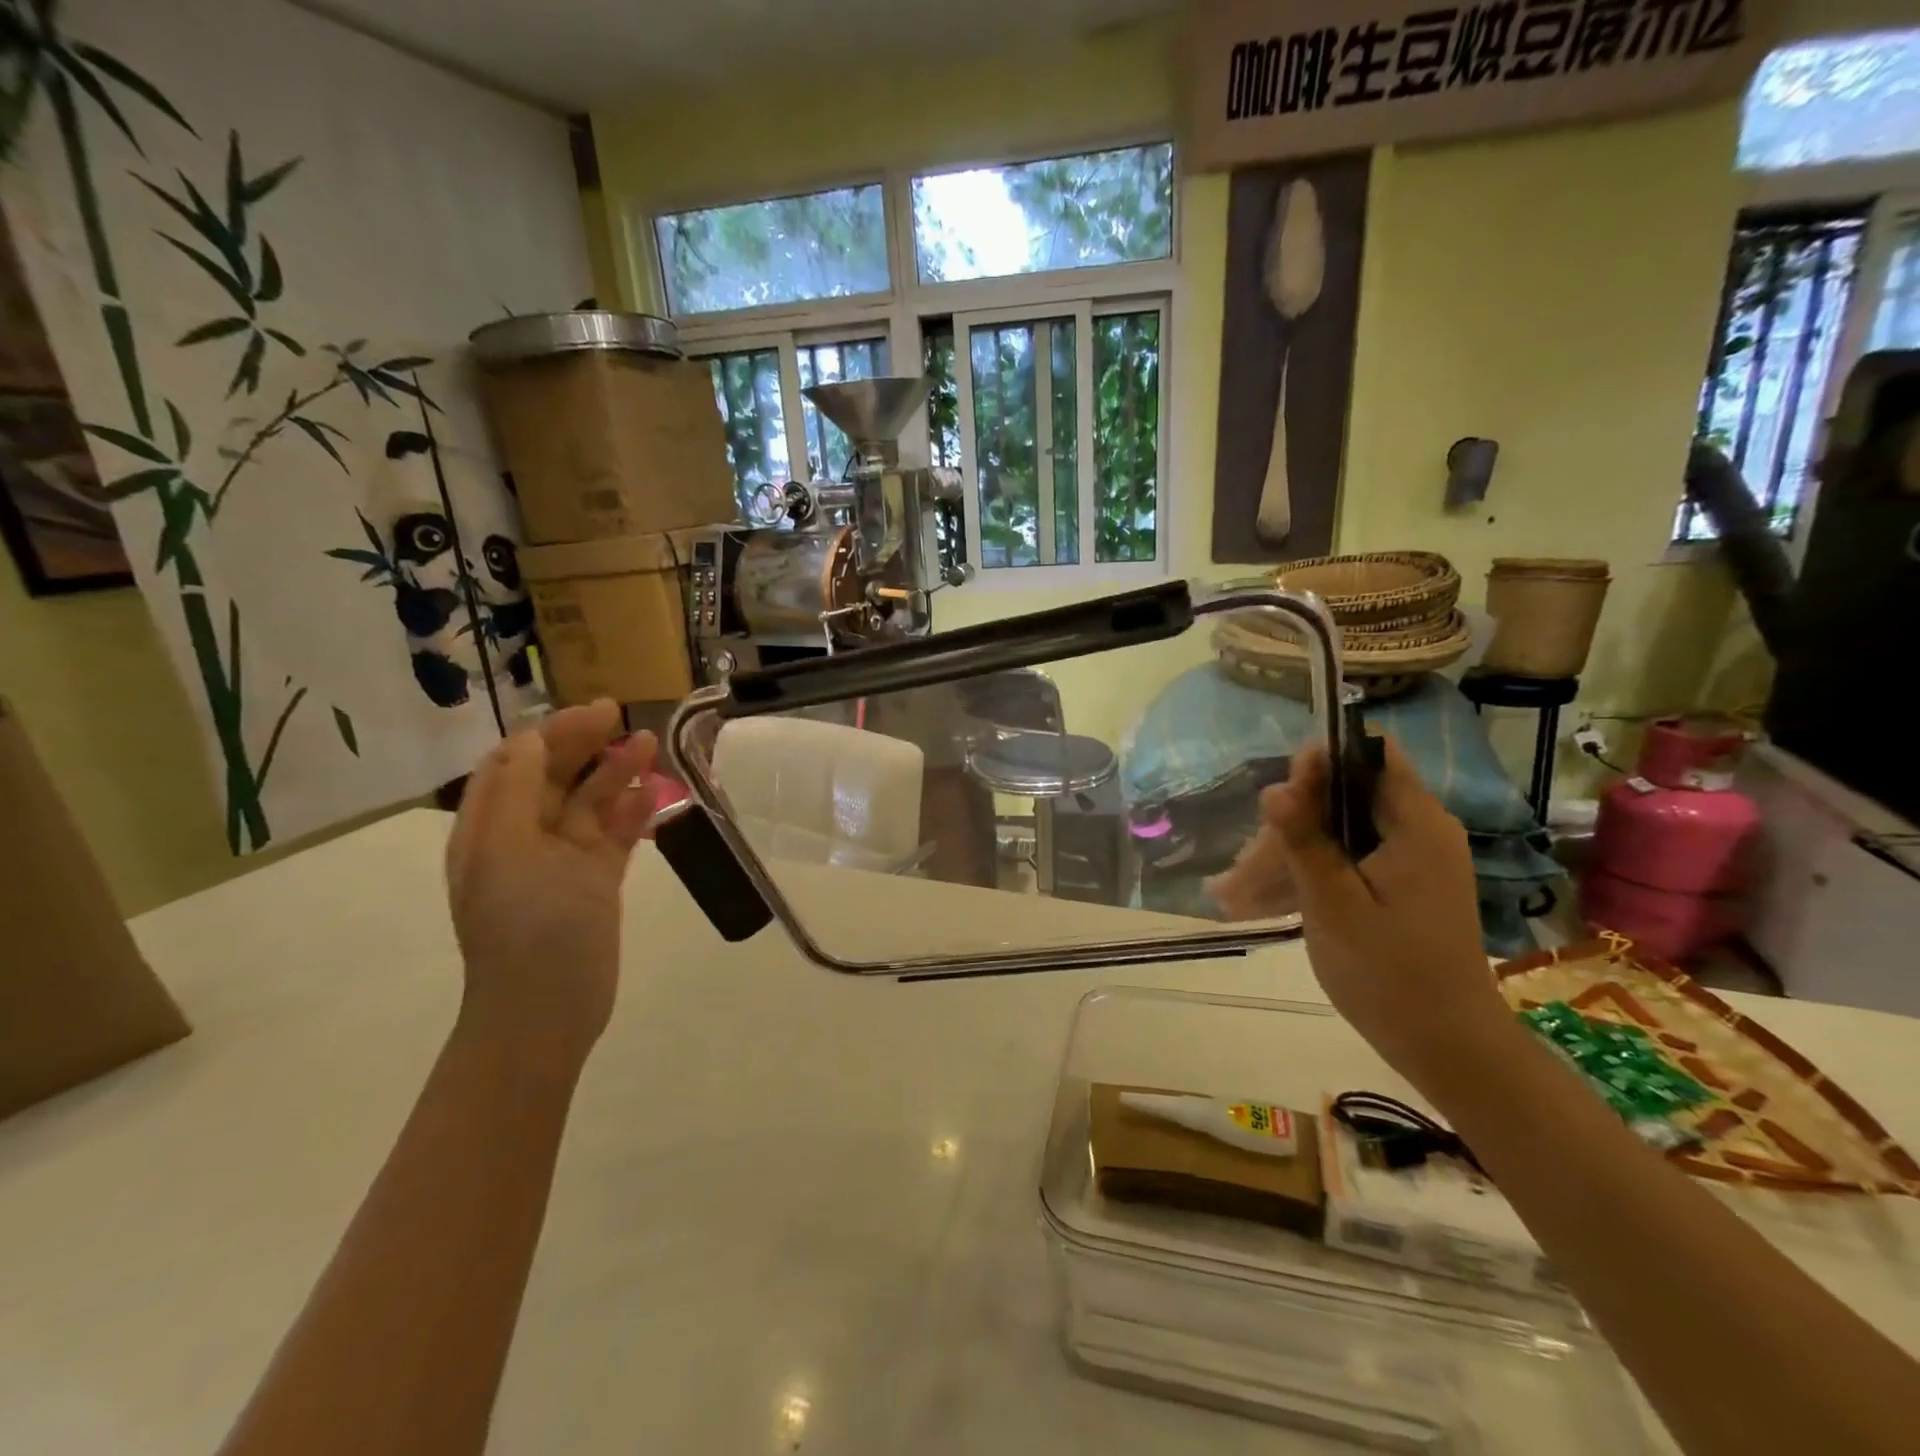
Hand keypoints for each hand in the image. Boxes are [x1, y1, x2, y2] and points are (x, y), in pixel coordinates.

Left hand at [444, 700, 657, 1065]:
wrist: (547, 1008)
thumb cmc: (526, 925)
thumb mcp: (510, 849)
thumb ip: (520, 789)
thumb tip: (532, 738)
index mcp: (490, 827)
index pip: (516, 762)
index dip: (550, 732)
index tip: (593, 713)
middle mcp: (523, 837)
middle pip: (555, 776)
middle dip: (586, 744)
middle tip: (623, 718)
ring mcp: (563, 861)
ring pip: (591, 802)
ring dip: (616, 773)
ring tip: (650, 746)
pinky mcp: (596, 882)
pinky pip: (614, 835)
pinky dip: (631, 812)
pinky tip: (653, 796)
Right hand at [1212, 740, 1509, 1092]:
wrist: (1446, 1047)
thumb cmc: (1390, 974)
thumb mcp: (1334, 905)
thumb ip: (1305, 841)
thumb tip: (1273, 787)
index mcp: (1415, 825)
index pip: (1370, 754)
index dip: (1321, 760)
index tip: (1277, 796)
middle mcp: (1417, 830)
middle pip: (1343, 795)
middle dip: (1289, 822)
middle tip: (1243, 866)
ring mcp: (1407, 859)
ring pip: (1335, 831)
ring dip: (1286, 854)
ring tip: (1233, 893)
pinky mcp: (1396, 884)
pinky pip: (1344, 860)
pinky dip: (1306, 875)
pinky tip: (1257, 903)